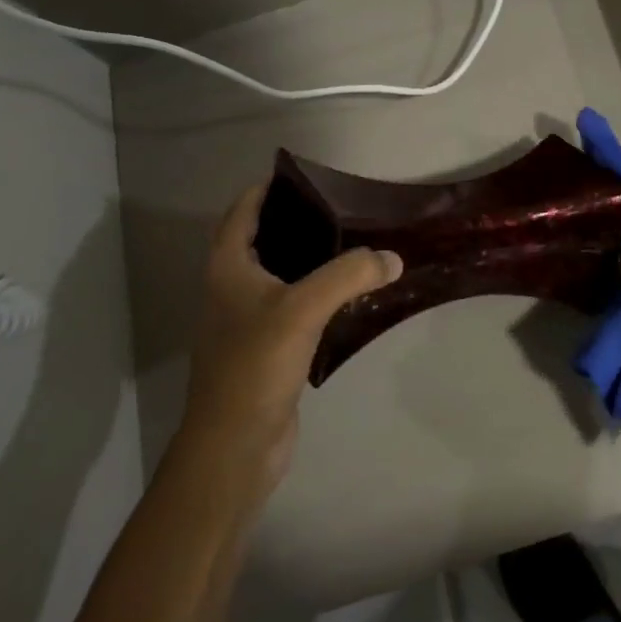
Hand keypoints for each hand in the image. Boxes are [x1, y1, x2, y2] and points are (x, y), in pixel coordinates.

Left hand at [183, 183, 402, 493]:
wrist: (234, 447)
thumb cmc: (255, 366)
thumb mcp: (302, 309)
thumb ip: (349, 275)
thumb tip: (392, 258)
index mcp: (227, 269)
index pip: (241, 213)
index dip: (266, 189)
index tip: (302, 175)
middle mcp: (231, 290)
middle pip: (259, 240)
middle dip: (293, 220)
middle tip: (338, 206)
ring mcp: (247, 322)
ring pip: (279, 275)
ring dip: (308, 257)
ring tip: (350, 242)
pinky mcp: (267, 349)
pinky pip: (294, 306)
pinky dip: (317, 293)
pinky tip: (348, 294)